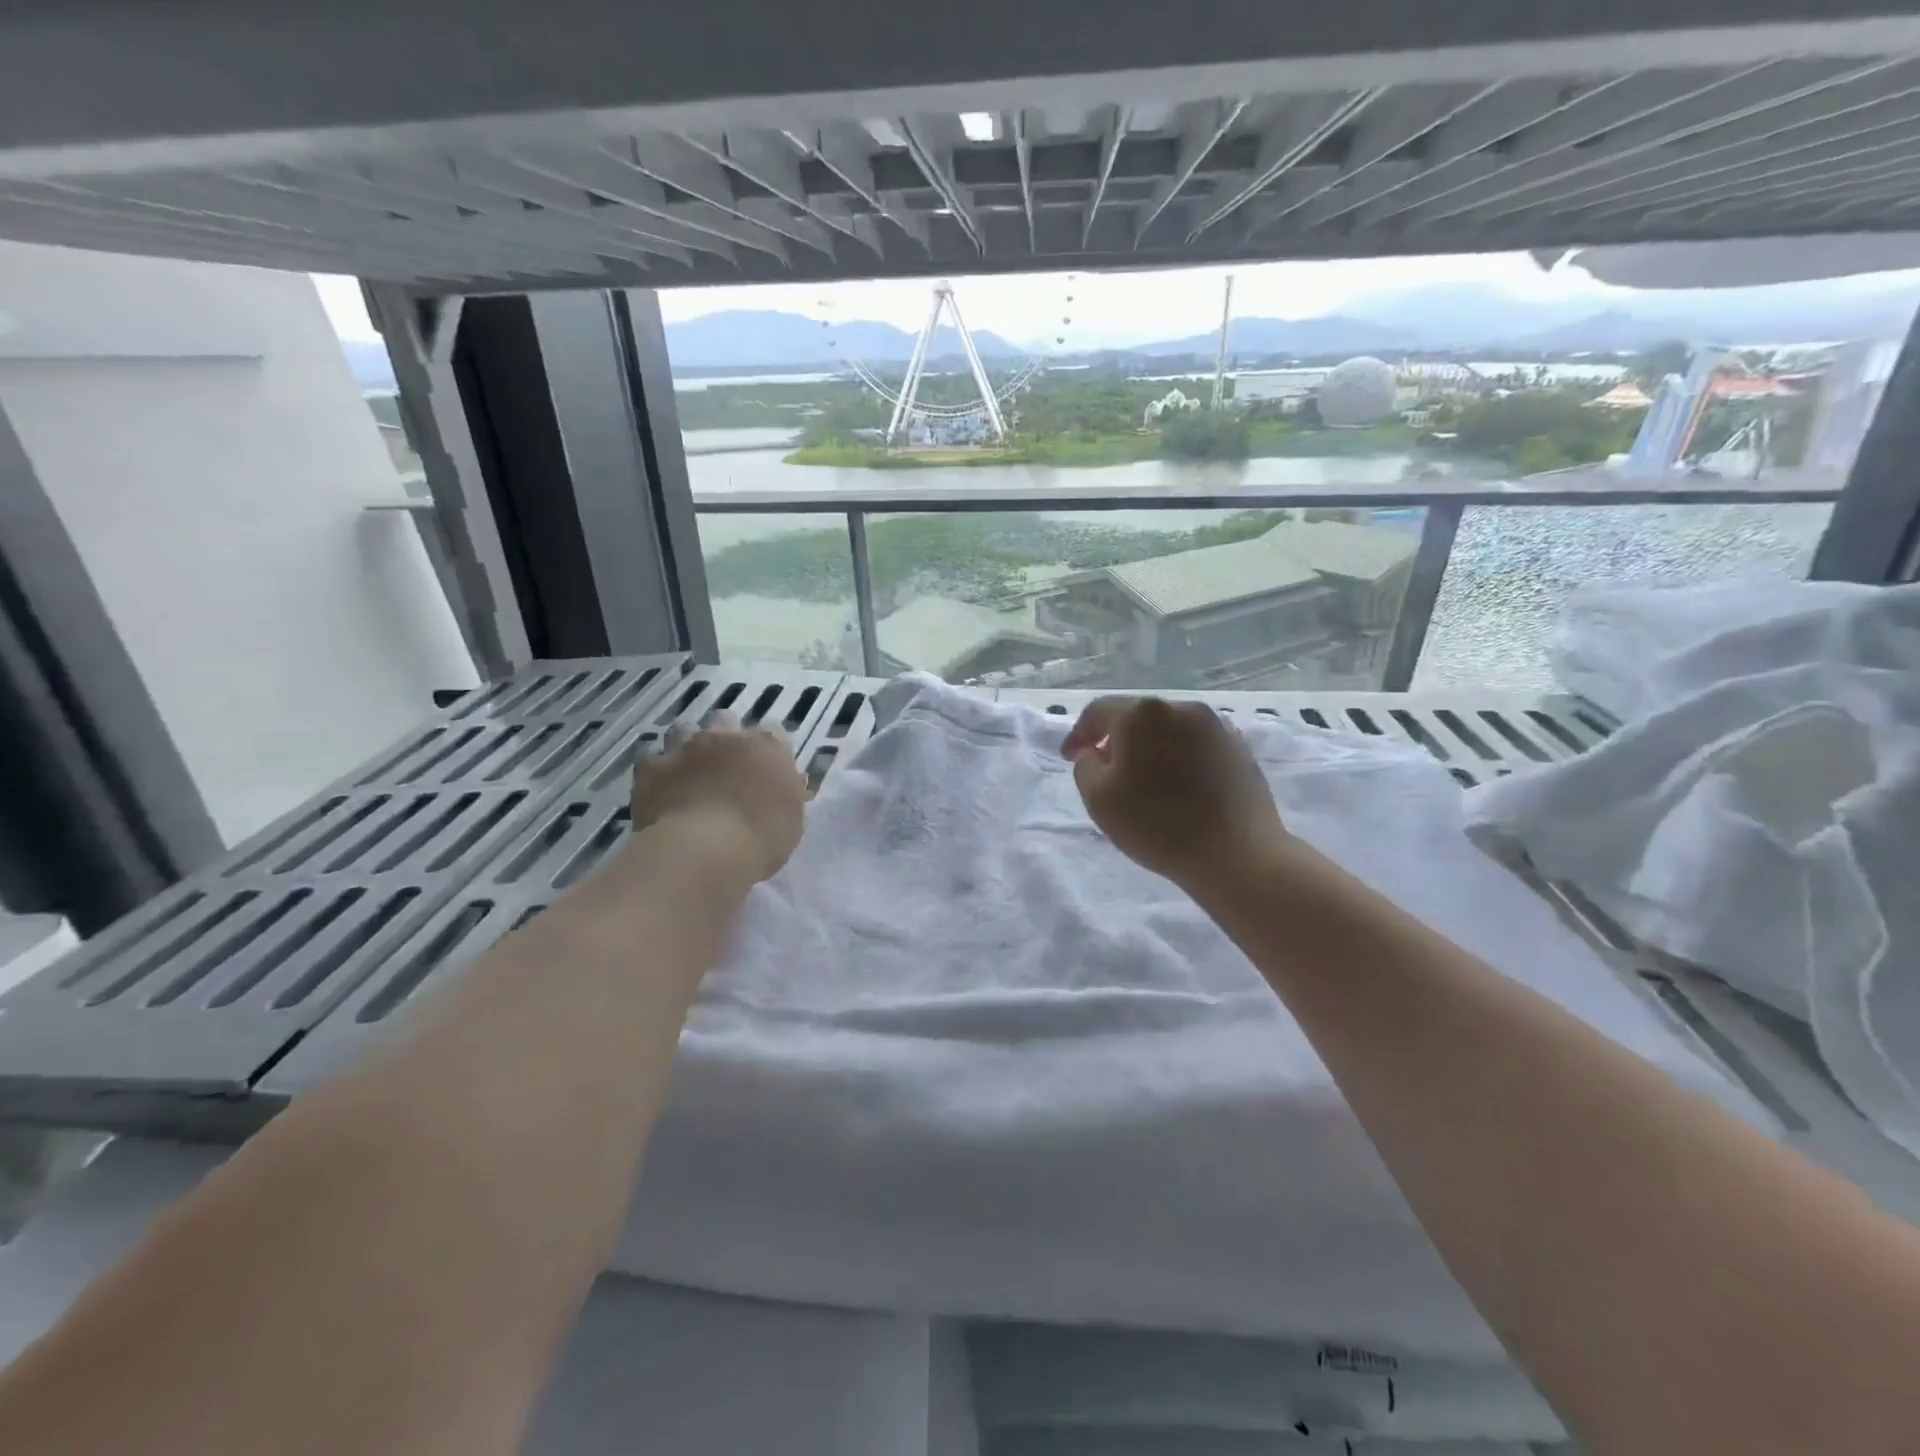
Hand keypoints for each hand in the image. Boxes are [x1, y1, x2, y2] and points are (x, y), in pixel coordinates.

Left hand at [630, 716, 805, 883]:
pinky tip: (661, 789)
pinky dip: (657, 771)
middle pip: (726, 721)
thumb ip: (787, 794)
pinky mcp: (651, 766)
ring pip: (685, 731)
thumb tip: (785, 783)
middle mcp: (726, 736)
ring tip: (689, 775)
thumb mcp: (792, 821)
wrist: (702, 851)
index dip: (767, 751)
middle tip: (725, 769)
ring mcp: (685, 747)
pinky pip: (652, 759)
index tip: (765, 771)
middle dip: (725, 739)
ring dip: (688, 748)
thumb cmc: (760, 839)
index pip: (773, 732)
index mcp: (768, 746)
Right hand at [1061, 696, 1287, 888]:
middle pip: (1137, 718)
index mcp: (1142, 714)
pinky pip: (1197, 747)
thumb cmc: (1157, 824)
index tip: (1070, 757)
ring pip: (1169, 731)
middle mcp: (1181, 708)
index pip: (1099, 711)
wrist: (1236, 854)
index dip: (1079, 733)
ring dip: (1150, 749)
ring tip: (1144, 782)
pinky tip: (1179, 789)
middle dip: (1116, 740)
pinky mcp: (1239, 749)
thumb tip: (1096, 753)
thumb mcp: (1098, 799)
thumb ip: (1085, 766)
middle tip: (1105, 771)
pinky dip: (1179, 759)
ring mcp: (1216, 727)